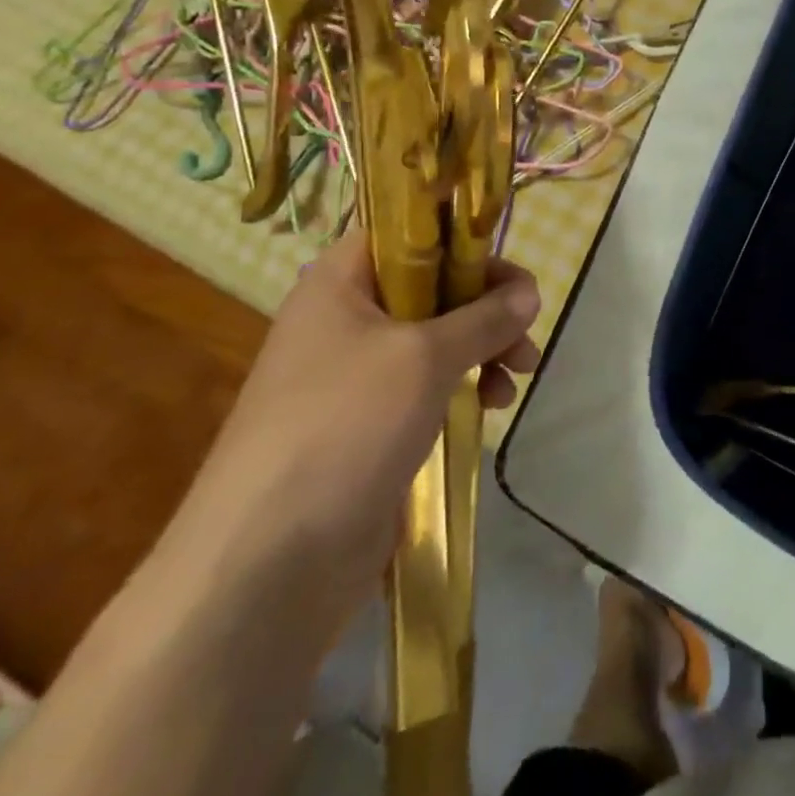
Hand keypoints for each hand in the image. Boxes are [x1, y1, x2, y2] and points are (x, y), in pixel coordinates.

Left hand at [160, 230, 540, 614]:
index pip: (409, 231)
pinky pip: (427, 384)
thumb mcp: (424, 357)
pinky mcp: (370, 424)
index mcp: (341, 281)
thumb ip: (484, 316)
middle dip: (487, 303)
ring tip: (520, 372)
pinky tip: (492, 406)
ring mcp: (356, 374)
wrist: (265, 564)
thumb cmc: (344, 427)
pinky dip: (464, 385)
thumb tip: (529, 291)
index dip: (460, 238)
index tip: (507, 267)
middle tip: (527, 325)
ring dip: (484, 346)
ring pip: (436, 337)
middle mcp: (346, 318)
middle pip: (432, 284)